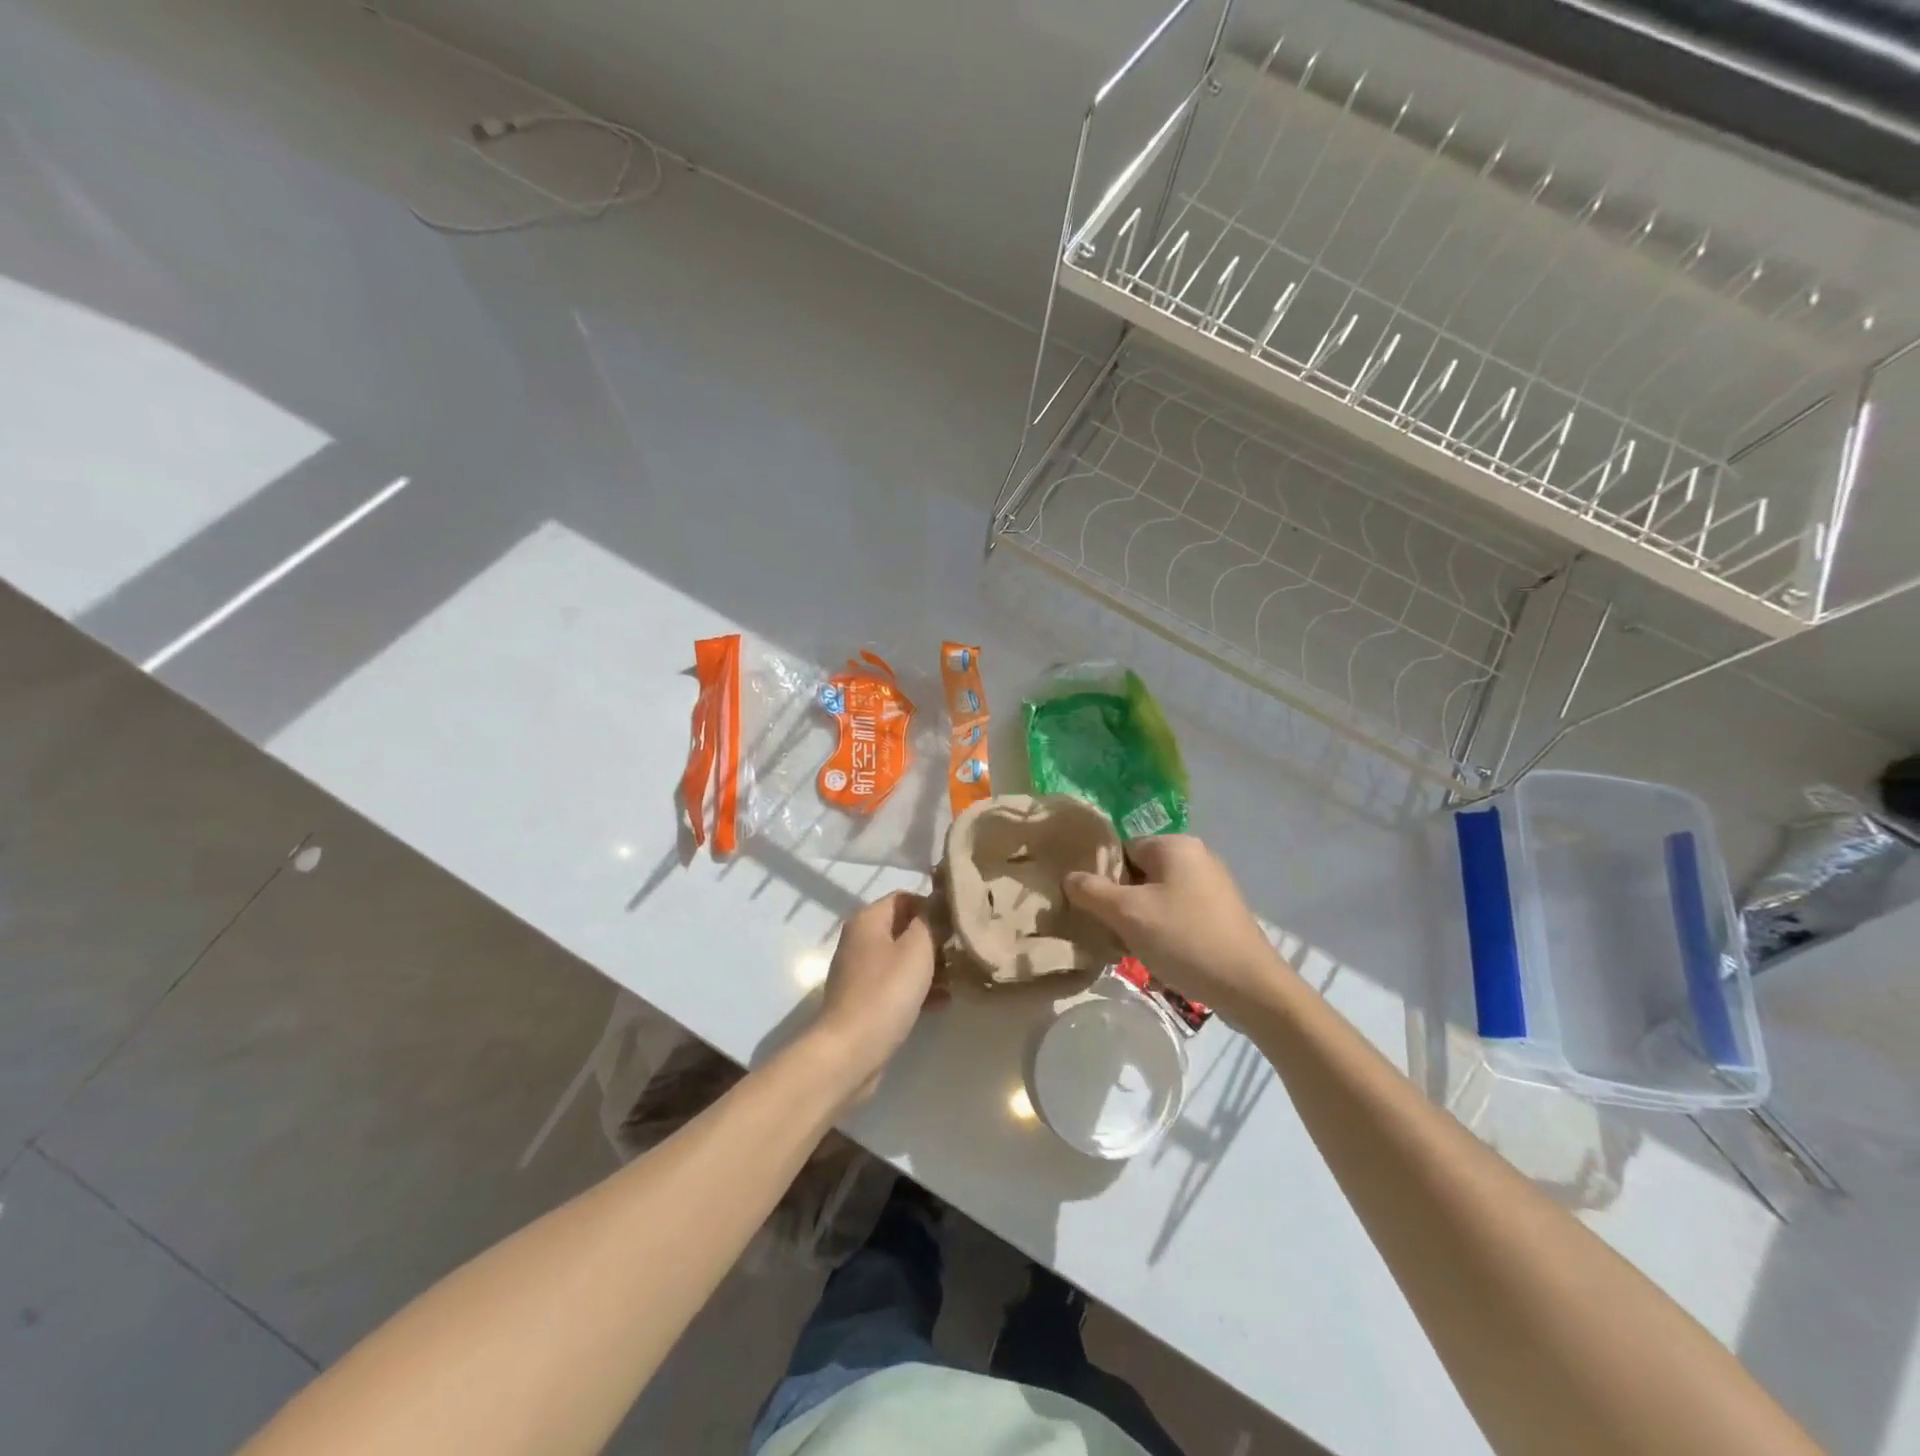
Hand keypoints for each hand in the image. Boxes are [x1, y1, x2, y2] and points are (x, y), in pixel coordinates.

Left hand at [810, 891, 941, 1100]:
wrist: (850, 1051)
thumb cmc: (886, 991)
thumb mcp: (917, 948)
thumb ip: (931, 920)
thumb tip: (940, 902)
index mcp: (868, 920)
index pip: (905, 897)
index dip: (932, 905)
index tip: (959, 921)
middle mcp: (860, 940)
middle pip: (904, 929)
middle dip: (935, 939)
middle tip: (963, 950)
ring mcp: (860, 973)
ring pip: (903, 959)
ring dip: (931, 966)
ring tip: (960, 976)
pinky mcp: (865, 1001)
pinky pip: (897, 986)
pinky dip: (919, 989)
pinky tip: (944, 1001)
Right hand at [1064, 835, 1290, 1023]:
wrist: (1250, 987)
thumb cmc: (1184, 939)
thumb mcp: (1127, 914)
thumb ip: (1091, 891)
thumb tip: (1069, 877)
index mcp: (1175, 844)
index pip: (1121, 849)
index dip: (1102, 878)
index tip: (1093, 909)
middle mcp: (1196, 856)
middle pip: (1138, 873)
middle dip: (1120, 903)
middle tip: (1110, 932)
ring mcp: (1212, 885)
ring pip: (1157, 897)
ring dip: (1139, 921)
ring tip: (1132, 949)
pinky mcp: (1221, 913)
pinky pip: (1178, 913)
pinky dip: (1163, 931)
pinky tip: (1159, 957)